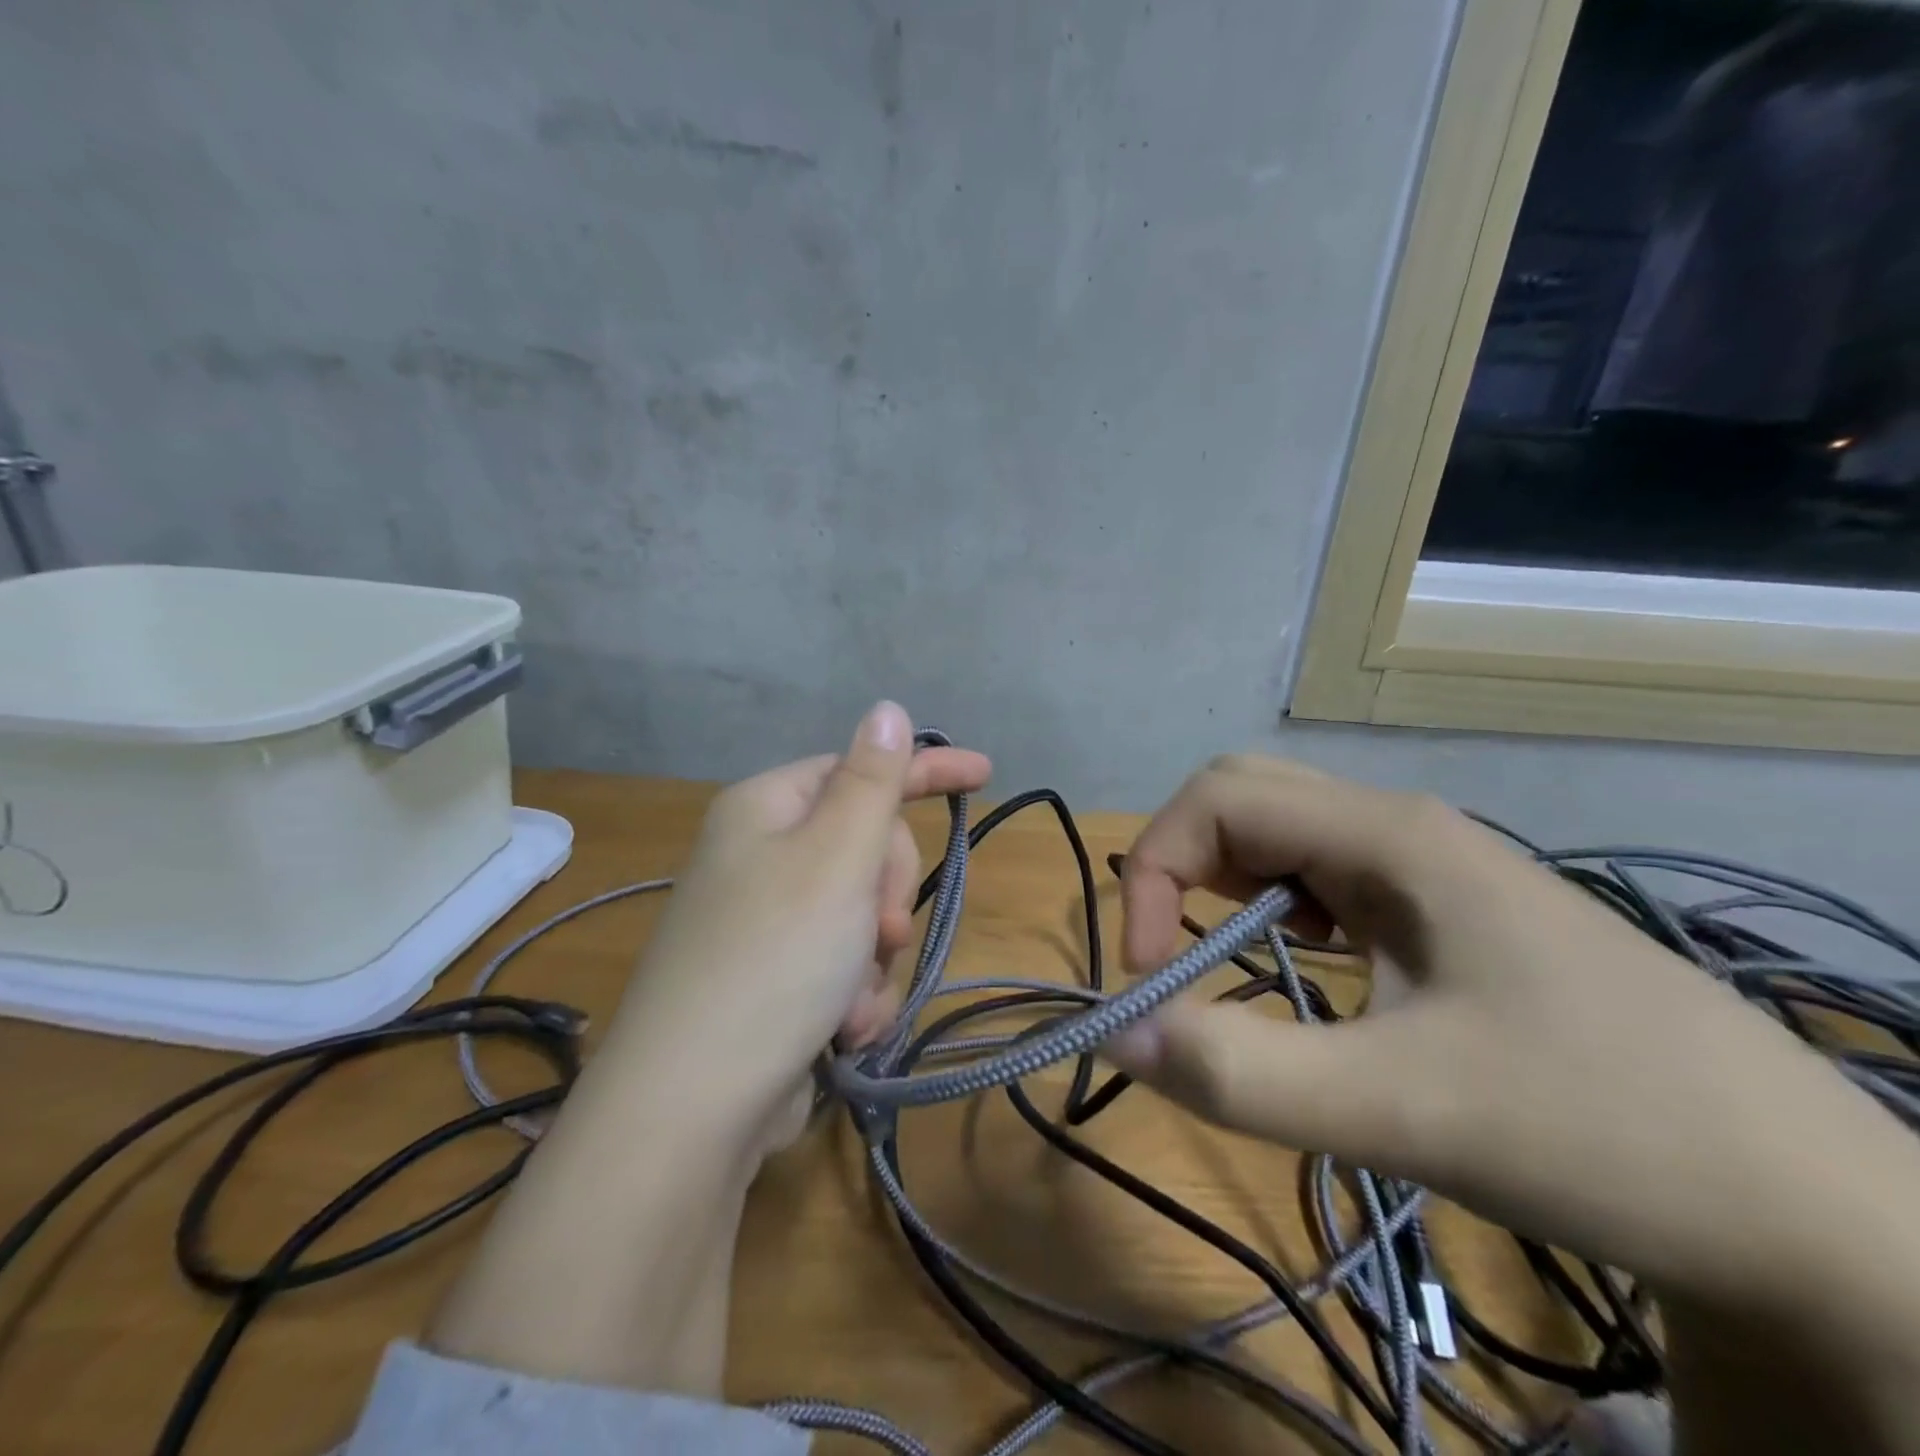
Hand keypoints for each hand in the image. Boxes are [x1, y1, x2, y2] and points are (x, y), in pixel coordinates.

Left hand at [429, 705, 987, 1396]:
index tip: (985, 774)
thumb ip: (872, 779)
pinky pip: (845, 965)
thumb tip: (887, 709)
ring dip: (875, 958)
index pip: (861, 768)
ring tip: (850, 1000)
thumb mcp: (836, 855)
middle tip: (879, 930)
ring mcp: (767, 921)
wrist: (693, 1105)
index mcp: (767, 808)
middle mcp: (761, 855)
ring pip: (864, 914)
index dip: (926, 770)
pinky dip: (856, 996)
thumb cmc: (775, 956)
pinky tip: (842, 1031)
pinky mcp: (776, 979)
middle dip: (886, 893)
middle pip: (866, 846)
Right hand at [1106, 755, 1919, 1330]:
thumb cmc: (1601, 1130)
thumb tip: (1115, 1034)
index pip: (1218, 798)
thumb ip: (1245, 1072)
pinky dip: (1271, 905)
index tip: (1146, 973)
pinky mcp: (1439, 908)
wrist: (1800, 1200)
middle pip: (1244, 797)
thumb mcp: (1406, 1109)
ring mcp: (1424, 865)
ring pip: (1280, 832)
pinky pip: (1321, 874)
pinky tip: (1302, 961)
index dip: (1154, 871)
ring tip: (1223, 961)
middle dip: (1179, 865)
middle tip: (1172, 956)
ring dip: (1222, 884)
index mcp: (1387, 835)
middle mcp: (1398, 827)